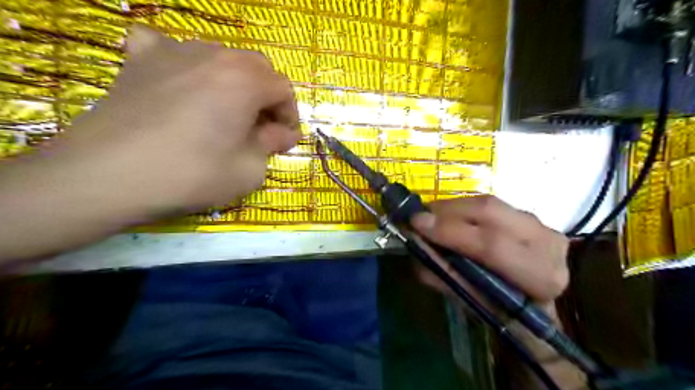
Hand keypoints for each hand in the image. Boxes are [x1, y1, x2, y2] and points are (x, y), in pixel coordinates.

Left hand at [55, 24, 299, 215]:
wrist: (108, 175)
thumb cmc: (192, 174)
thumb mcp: (249, 170)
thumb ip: (272, 145)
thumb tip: (283, 133)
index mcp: (245, 80)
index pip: (284, 89)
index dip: (290, 115)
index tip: (284, 139)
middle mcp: (214, 55)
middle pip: (256, 68)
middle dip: (266, 97)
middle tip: (260, 127)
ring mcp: (173, 51)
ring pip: (221, 58)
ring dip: (234, 83)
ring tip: (224, 112)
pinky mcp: (139, 59)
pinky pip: (170, 49)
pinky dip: (185, 64)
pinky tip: (181, 83)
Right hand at [411, 197, 584, 388]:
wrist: (541, 305)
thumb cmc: (505, 312)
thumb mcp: (472, 302)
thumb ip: (444, 274)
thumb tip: (415, 246)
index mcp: (539, 276)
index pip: (491, 246)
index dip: (450, 232)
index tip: (417, 224)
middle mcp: (547, 242)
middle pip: (490, 212)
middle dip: (447, 212)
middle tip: (418, 217)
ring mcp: (541, 223)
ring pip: (488, 203)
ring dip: (452, 207)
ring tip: (430, 216)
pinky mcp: (529, 215)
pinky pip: (489, 204)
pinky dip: (463, 207)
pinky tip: (449, 216)